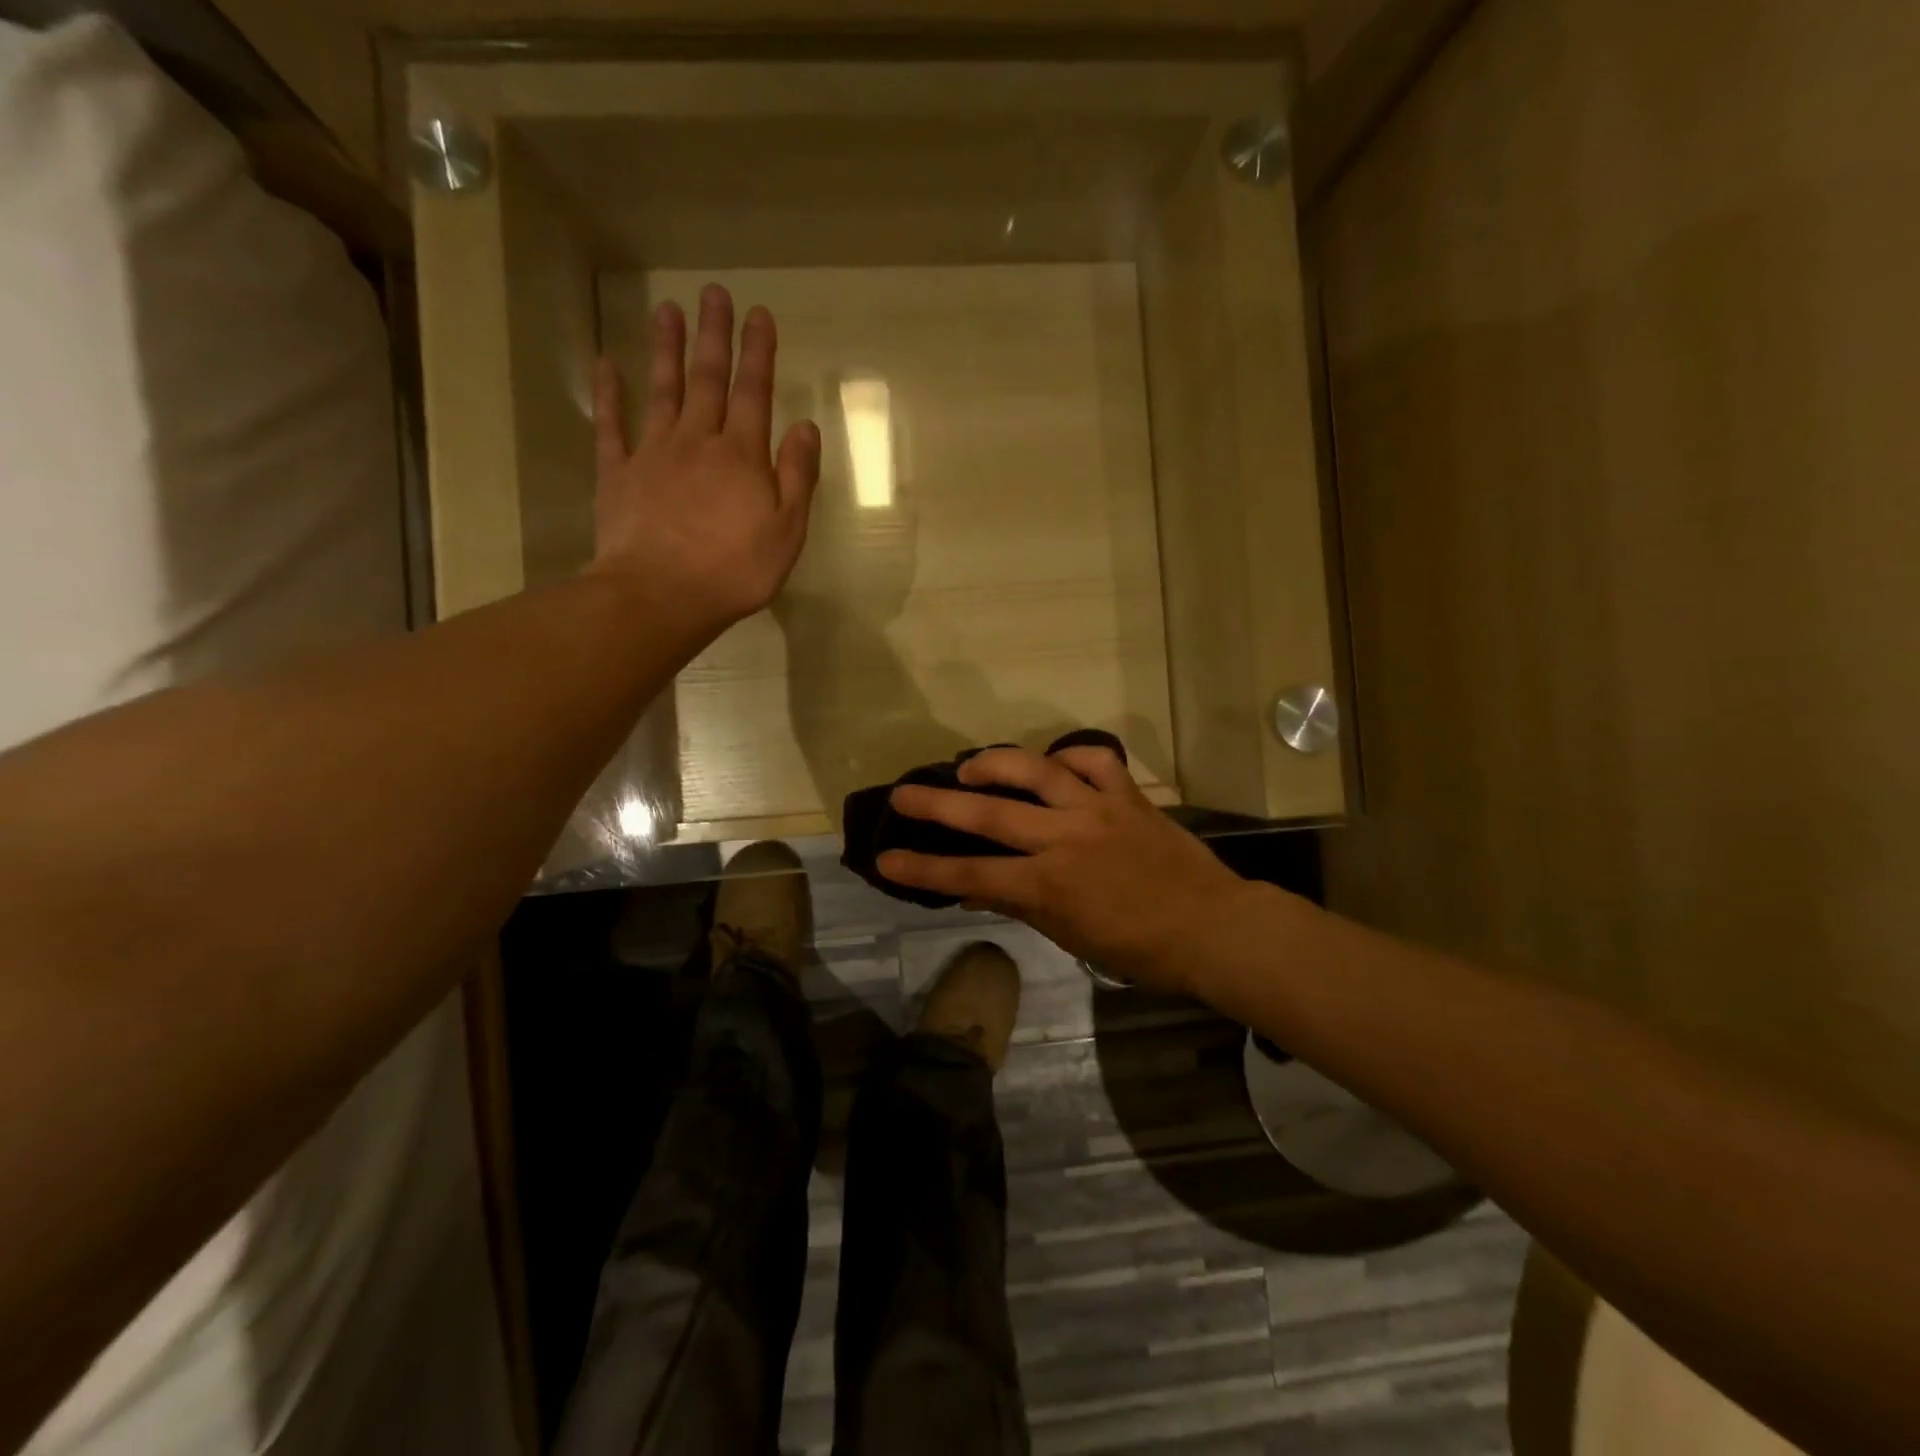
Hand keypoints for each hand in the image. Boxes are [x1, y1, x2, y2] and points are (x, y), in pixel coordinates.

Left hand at [591, 284, 821, 628]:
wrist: (661, 595)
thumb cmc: (734, 570)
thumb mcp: (786, 531)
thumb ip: (797, 477)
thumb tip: (806, 427)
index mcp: (742, 456)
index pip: (754, 393)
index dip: (758, 353)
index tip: (759, 314)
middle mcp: (697, 441)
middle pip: (707, 379)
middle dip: (713, 335)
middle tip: (714, 293)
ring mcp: (653, 454)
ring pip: (661, 390)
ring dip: (666, 349)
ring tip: (667, 309)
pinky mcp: (618, 474)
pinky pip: (612, 426)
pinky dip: (609, 394)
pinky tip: (606, 365)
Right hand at [879, 745, 1258, 996]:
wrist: (1212, 928)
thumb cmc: (1139, 948)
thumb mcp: (1070, 936)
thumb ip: (1019, 904)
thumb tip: (972, 887)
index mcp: (1049, 884)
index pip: (971, 873)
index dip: (924, 868)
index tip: (886, 859)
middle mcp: (1065, 837)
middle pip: (989, 814)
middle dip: (937, 804)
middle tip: (902, 793)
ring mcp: (1098, 809)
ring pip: (1036, 771)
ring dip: (996, 763)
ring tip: (969, 766)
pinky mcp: (1128, 795)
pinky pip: (1094, 760)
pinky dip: (1070, 754)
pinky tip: (1053, 761)